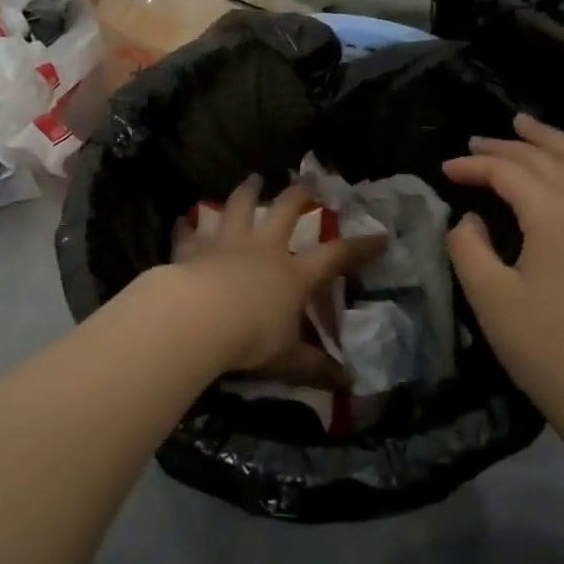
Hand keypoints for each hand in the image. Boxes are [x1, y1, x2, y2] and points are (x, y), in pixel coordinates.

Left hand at [157, 175, 385, 388]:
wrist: (198, 318)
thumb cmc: (250, 338)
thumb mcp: (288, 359)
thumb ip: (316, 368)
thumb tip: (348, 385)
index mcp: (293, 274)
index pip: (336, 256)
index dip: (360, 246)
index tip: (380, 235)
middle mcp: (263, 249)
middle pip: (285, 211)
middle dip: (300, 194)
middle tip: (308, 178)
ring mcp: (227, 243)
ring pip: (239, 207)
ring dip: (247, 191)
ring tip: (252, 178)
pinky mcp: (194, 249)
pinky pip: (190, 233)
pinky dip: (187, 226)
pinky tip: (183, 219)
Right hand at [443, 114, 563, 475]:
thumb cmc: (549, 351)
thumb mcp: (490, 299)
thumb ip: (468, 247)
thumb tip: (470, 219)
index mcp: (554, 213)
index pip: (507, 171)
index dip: (472, 165)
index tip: (444, 169)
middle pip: (546, 157)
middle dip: (508, 144)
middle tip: (475, 140)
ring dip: (550, 140)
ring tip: (525, 125)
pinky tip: (561, 170)